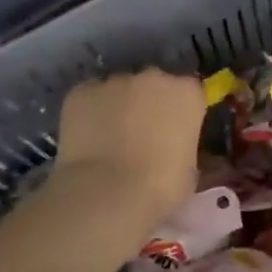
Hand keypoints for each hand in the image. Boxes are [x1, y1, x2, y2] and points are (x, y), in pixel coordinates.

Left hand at [50, 70, 204, 225]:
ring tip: (110, 139)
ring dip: (118, 106)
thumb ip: (184, 146)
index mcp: (187, 93)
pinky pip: (89, 98)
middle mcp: (153, 77)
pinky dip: (90, 112)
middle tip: (143, 134)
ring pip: (119, 89)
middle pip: (154, 84)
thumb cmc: (160, 186)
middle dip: (149, 103)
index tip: (175, 131)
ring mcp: (114, 81)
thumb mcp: (189, 170)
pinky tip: (87, 138)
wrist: (106, 193)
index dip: (181, 111)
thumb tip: (175, 147)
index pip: (189, 92)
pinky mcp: (81, 91)